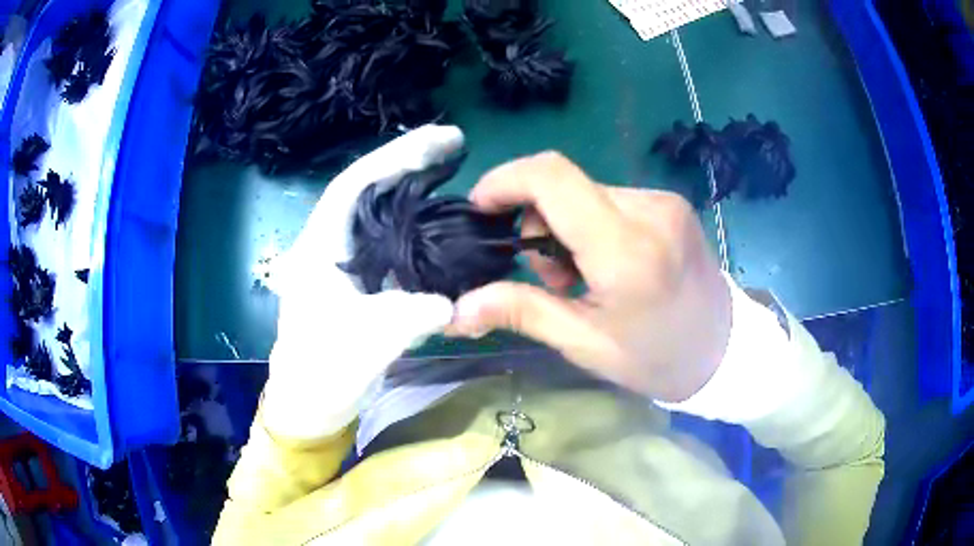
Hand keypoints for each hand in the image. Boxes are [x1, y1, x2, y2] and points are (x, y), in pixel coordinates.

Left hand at [262, 125, 462, 439]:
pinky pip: (392, 240)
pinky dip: (418, 226)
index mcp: (319, 246)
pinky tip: (441, 223)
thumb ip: (408, 315)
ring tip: (452, 173)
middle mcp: (331, 243)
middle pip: (370, 189)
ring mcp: (346, 261)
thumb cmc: (322, 372)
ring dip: (414, 190)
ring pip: (382, 213)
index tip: (442, 139)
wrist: (311, 403)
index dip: (397, 155)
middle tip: (455, 146)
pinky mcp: (361, 280)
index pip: (355, 183)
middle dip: (409, 162)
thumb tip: (450, 301)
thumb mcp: (364, 344)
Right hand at [446, 152, 732, 402]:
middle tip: (552, 278)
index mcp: (625, 249)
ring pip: (586, 192)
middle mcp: (648, 210)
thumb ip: (521, 311)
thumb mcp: (585, 343)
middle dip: (537, 222)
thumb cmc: (656, 358)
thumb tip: (456, 309)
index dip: (504, 180)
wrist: (724, 351)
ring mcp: (664, 201)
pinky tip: (611, 262)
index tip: (481, 208)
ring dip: (566, 226)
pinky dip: (594, 223)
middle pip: (563, 184)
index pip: (552, 178)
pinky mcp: (671, 203)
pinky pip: (612, 199)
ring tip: (585, 276)